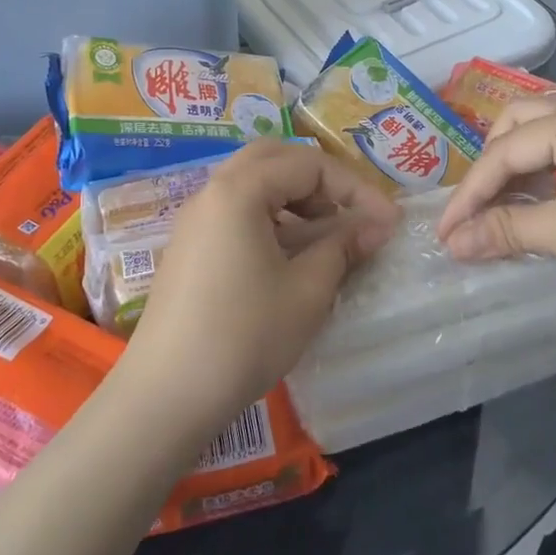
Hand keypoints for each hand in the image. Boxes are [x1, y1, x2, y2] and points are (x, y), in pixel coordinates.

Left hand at [122, 141, 400, 437]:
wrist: (167, 394)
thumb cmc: (245, 336)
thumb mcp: (307, 291)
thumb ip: (344, 246)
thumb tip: (377, 226)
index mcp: (238, 190)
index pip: (308, 164)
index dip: (355, 189)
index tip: (388, 222)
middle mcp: (212, 192)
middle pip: (273, 159)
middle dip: (319, 180)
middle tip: (349, 213)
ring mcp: (195, 220)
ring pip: (252, 184)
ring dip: (294, 198)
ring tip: (325, 236)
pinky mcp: (189, 247)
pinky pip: (235, 211)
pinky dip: (269, 218)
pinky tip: (289, 257)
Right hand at [436, 98, 555, 307]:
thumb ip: (506, 230)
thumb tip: (452, 244)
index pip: (504, 151)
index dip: (469, 194)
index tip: (445, 233)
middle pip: (519, 125)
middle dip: (490, 166)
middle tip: (475, 209)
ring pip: (544, 138)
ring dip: (517, 170)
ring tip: (501, 211)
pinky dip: (544, 178)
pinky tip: (538, 208)